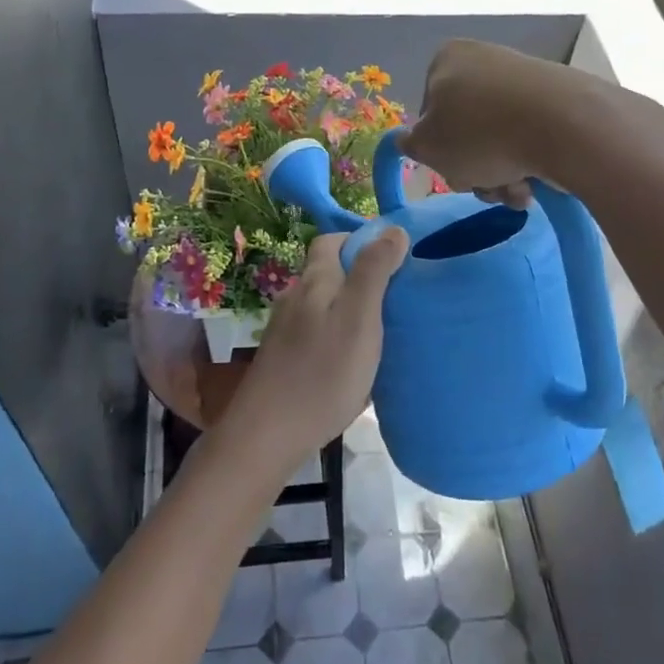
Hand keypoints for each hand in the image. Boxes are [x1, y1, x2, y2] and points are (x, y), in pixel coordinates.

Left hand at [220, 229, 408, 476]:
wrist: (267, 434)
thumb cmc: (322, 372)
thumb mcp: (359, 317)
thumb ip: (374, 271)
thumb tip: (392, 229)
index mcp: (314, 280)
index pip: (331, 240)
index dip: (361, 241)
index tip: (394, 259)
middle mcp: (295, 297)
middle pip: (328, 272)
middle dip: (360, 276)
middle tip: (396, 297)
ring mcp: (285, 329)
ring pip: (323, 305)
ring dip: (350, 308)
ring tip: (382, 330)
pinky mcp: (283, 358)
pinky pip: (316, 333)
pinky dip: (337, 336)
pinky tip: (353, 361)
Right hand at [398, 39, 577, 207]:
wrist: (565, 125)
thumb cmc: (480, 133)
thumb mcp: (428, 146)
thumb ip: (410, 144)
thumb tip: (406, 140)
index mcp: (447, 59)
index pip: (428, 111)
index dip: (437, 147)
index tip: (451, 167)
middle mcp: (485, 59)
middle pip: (467, 129)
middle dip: (474, 167)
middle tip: (485, 185)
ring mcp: (524, 77)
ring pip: (499, 138)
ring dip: (501, 173)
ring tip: (516, 190)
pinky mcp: (558, 97)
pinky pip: (531, 136)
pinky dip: (530, 162)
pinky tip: (538, 181)